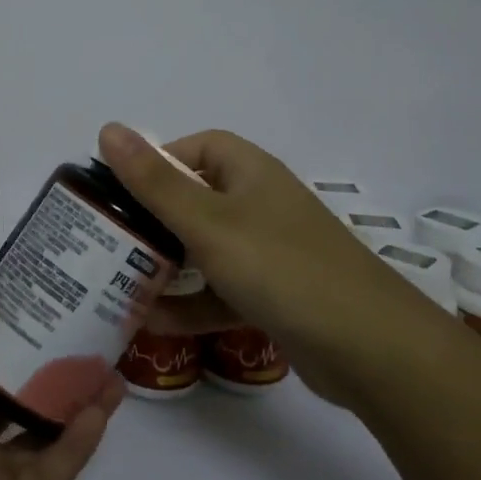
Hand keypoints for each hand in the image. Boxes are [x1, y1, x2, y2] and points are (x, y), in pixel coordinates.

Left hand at [0, 297, 121, 479]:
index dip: (0, 327)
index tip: (33, 291)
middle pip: (12, 387)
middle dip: (43, 356)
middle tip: (82, 319)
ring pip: (41, 424)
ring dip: (71, 395)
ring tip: (107, 358)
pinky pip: (54, 469)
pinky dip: (78, 441)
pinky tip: (101, 408)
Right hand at [96, 122, 442, 402]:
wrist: (372, 350)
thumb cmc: (281, 268)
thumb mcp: (207, 222)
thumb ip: (153, 181)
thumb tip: (108, 129)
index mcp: (250, 173)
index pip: (198, 147)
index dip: (158, 161)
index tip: (121, 189)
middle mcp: (260, 206)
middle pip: (196, 200)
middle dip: (152, 219)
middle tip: (108, 239)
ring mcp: (270, 253)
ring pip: (205, 250)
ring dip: (166, 265)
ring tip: (116, 281)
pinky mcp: (274, 297)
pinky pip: (221, 291)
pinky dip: (190, 304)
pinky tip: (151, 321)